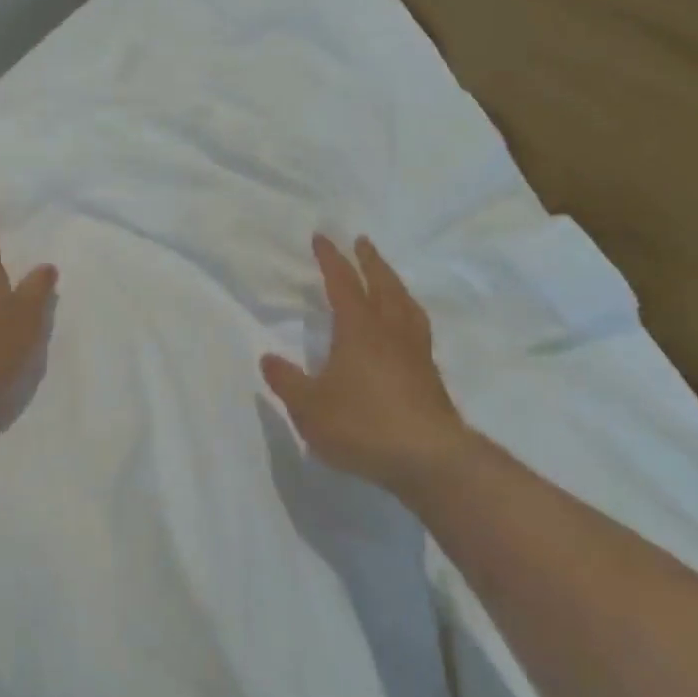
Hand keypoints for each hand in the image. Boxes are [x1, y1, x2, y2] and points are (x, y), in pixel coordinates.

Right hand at [261, 235, 474, 500]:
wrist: (429, 458)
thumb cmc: (362, 424)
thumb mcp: (310, 407)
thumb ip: (287, 382)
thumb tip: (267, 358)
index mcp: (359, 329)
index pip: (343, 283)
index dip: (331, 259)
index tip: (322, 237)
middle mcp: (390, 332)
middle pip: (382, 285)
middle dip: (370, 261)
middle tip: (362, 242)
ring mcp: (415, 353)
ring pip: (406, 305)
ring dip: (394, 284)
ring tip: (387, 278)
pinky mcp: (430, 376)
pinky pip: (417, 329)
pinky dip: (407, 314)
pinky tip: (404, 328)